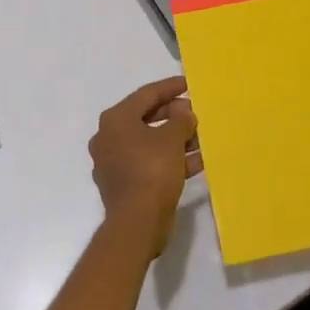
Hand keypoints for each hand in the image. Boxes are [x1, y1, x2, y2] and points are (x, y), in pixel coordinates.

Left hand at [89, 77, 202, 253]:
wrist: (136, 224)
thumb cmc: (152, 171)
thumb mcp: (172, 139)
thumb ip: (180, 120)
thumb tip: (184, 113)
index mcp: (115, 119)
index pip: (146, 94)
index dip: (170, 88)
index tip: (189, 85)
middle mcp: (109, 137)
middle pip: (146, 117)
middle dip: (174, 116)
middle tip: (195, 114)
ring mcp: (114, 162)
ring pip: (149, 143)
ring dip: (175, 140)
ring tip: (200, 139)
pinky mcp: (123, 185)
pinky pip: (149, 163)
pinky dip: (170, 160)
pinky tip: (196, 162)